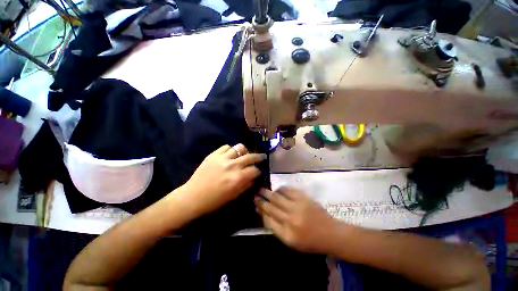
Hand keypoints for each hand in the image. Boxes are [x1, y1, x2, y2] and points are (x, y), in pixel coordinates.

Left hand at [179, 144, 265, 217]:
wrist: (193, 196)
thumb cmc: (215, 200)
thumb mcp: (234, 196)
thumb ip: (246, 185)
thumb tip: (254, 177)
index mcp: (238, 178)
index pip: (255, 170)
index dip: (258, 171)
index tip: (258, 172)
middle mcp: (233, 165)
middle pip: (250, 156)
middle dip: (258, 157)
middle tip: (260, 157)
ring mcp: (223, 158)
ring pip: (239, 147)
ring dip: (244, 151)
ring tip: (244, 154)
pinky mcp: (214, 154)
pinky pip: (226, 147)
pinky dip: (230, 150)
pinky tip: (230, 154)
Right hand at [255, 187, 338, 253]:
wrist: (330, 233)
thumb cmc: (311, 241)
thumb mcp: (292, 242)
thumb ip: (278, 229)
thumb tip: (265, 215)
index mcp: (287, 235)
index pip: (268, 221)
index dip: (261, 212)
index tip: (255, 206)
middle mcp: (290, 220)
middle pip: (271, 207)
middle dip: (261, 201)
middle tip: (255, 195)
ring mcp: (297, 207)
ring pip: (277, 197)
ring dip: (268, 193)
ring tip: (262, 189)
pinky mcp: (303, 198)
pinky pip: (288, 190)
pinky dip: (281, 189)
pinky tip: (277, 189)